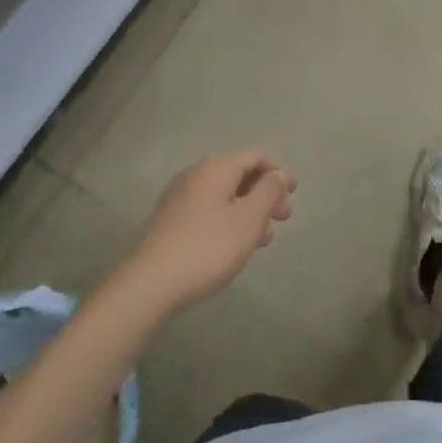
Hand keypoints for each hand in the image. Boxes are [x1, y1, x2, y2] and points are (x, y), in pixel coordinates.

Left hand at [125, 151, 294, 313]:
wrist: (148, 285)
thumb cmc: (207, 248)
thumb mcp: (249, 220)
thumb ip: (269, 192)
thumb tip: (278, 174)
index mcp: (217, 167)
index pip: (256, 157)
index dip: (278, 173)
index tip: (293, 194)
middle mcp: (196, 174)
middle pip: (239, 175)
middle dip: (264, 194)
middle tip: (281, 219)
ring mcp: (178, 197)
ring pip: (224, 195)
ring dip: (247, 211)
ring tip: (260, 240)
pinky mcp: (169, 220)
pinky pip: (207, 210)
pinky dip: (227, 220)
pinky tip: (232, 245)